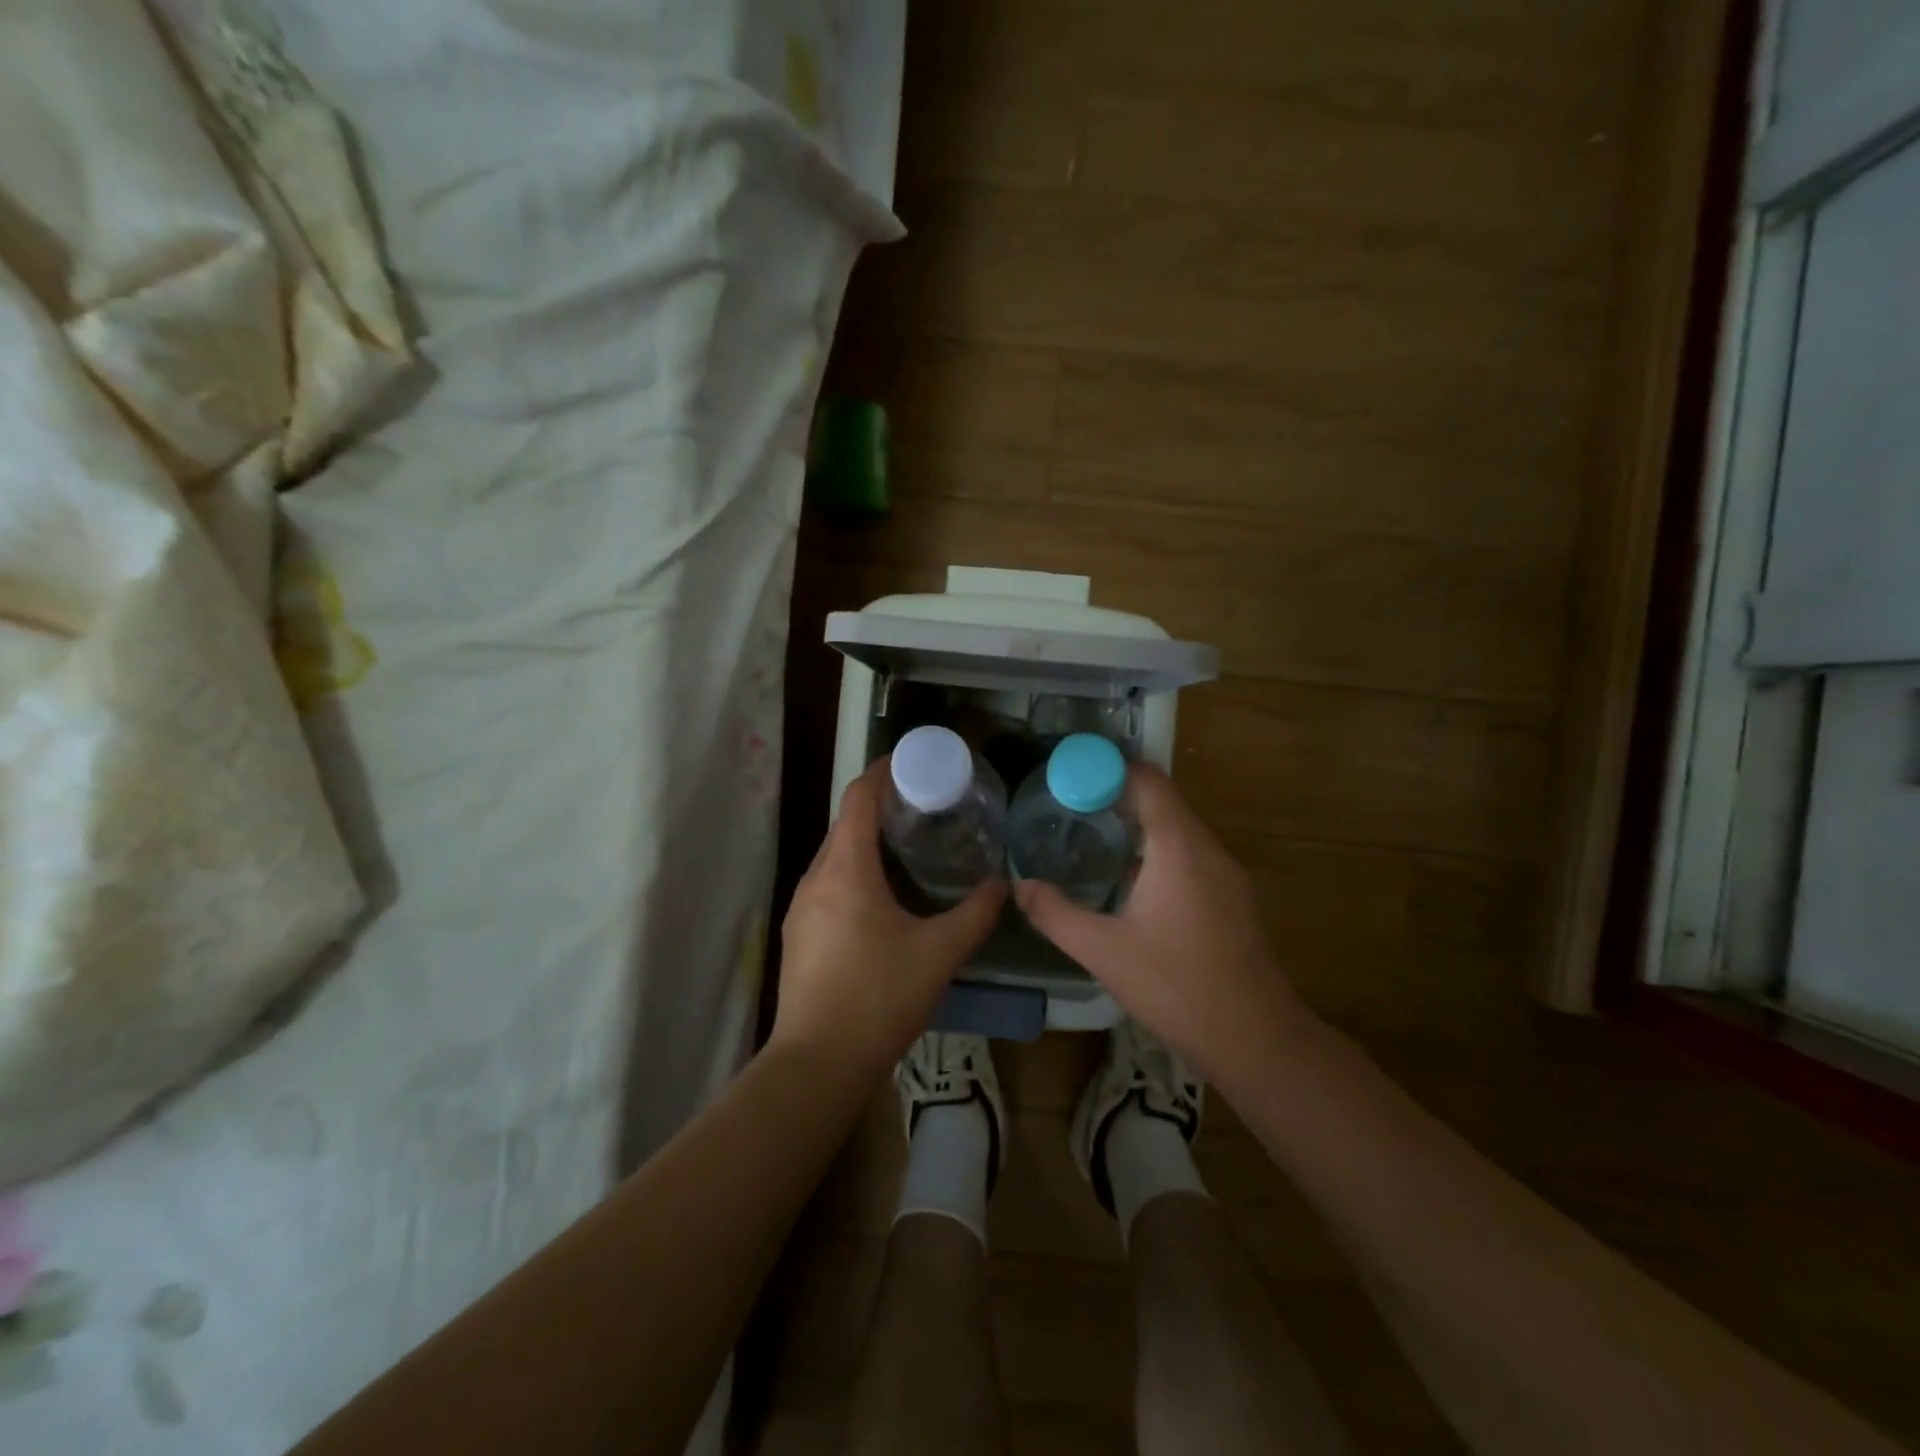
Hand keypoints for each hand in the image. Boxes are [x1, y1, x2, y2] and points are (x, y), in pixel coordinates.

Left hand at [772, 759, 1004, 1079]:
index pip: (859, 798)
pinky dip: (854, 873)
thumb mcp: (939, 953)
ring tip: (908, 849)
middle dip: (881, 808)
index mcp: (846, 869)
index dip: (883, 772)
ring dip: (867, 843)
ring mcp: (801, 907)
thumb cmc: (880, 997)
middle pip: (846, 824)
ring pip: (835, 856)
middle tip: (925, 808)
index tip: (914, 763)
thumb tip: (1002, 886)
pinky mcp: (798, 934)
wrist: (817, 1064)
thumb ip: (975, 914)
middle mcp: (816, 878)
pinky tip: (881, 898)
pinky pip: (828, 885)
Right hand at [1013, 763, 1311, 1085]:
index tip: (1070, 777)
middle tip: (1070, 808)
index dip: (1108, 769)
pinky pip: (1191, 854)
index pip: (1147, 780)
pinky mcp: (1232, 898)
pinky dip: (1159, 850)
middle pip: (1163, 800)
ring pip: (1178, 829)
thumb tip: (1020, 885)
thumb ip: (1055, 913)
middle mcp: (1206, 848)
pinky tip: (1132, 882)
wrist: (1255, 1039)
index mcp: (1178, 846)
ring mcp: (1226, 873)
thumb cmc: (1176, 986)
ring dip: (1139, 825)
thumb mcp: (1102, 951)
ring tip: (1094, 839)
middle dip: (1117, 796)